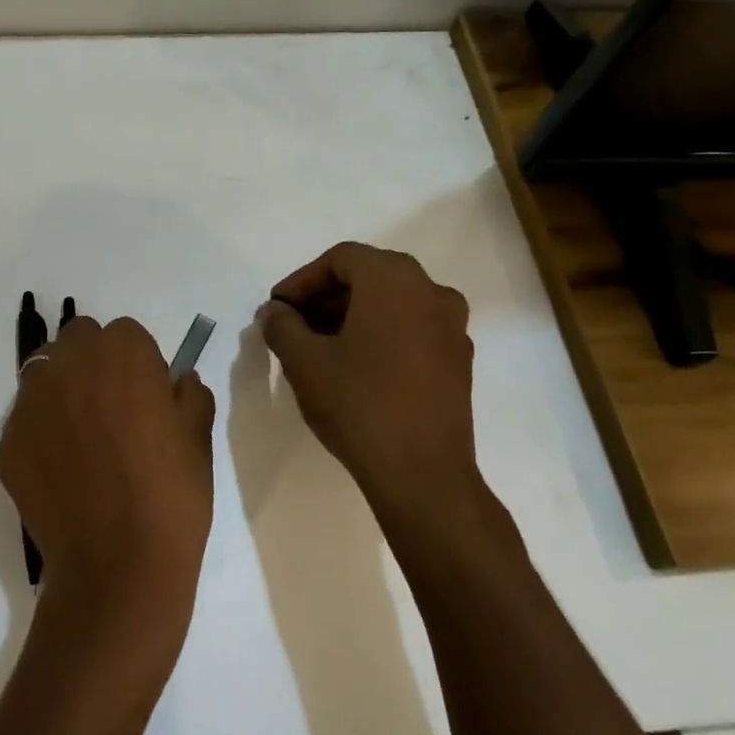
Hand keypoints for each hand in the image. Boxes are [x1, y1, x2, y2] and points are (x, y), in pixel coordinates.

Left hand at [0, 316, 215, 658]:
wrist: (117, 566)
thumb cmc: (171, 495)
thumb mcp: (198, 437)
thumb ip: (190, 393)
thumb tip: (179, 380)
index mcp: (123, 351)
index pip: (125, 334)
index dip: (137, 363)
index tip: (145, 396)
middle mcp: (71, 362)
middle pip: (78, 341)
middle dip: (93, 363)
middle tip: (111, 409)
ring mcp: (32, 400)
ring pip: (45, 373)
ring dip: (62, 389)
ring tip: (80, 437)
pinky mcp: (7, 439)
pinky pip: (26, 419)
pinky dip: (41, 432)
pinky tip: (60, 470)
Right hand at [260, 243, 480, 522]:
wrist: (423, 474)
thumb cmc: (359, 404)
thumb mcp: (304, 362)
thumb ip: (282, 326)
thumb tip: (275, 312)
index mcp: (394, 279)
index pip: (340, 259)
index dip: (302, 281)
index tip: (277, 309)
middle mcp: (431, 290)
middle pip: (368, 277)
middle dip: (325, 298)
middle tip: (293, 326)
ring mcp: (452, 326)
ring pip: (392, 304)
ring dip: (352, 316)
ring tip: (319, 347)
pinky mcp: (459, 359)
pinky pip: (412, 329)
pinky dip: (381, 334)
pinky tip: (356, 367)